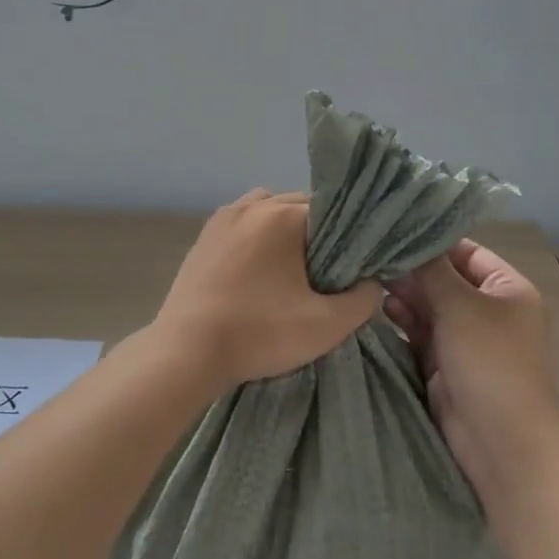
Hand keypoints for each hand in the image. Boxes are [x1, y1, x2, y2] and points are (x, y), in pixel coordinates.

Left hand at [155, 189, 379, 387]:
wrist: (186, 353)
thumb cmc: (259, 334)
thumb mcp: (326, 326)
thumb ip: (363, 301)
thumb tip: (372, 283)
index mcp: (283, 216)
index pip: (331, 210)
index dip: (347, 236)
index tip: (351, 265)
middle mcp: (252, 205)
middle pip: (298, 205)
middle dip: (315, 232)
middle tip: (325, 271)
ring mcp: (222, 219)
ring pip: (267, 209)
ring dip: (283, 229)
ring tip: (289, 267)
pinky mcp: (203, 238)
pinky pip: (241, 224)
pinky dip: (255, 237)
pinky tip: (258, 271)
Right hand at [385, 240, 558, 493]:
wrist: (500, 442)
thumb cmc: (489, 361)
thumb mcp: (460, 306)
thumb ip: (430, 270)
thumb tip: (404, 241)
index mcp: (508, 289)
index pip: (466, 252)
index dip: (432, 243)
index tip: (392, 234)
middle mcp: (489, 310)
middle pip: (445, 280)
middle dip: (412, 272)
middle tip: (373, 259)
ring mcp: (467, 339)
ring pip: (430, 307)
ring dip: (404, 296)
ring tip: (372, 284)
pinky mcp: (446, 365)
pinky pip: (421, 334)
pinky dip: (404, 322)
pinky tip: (380, 310)